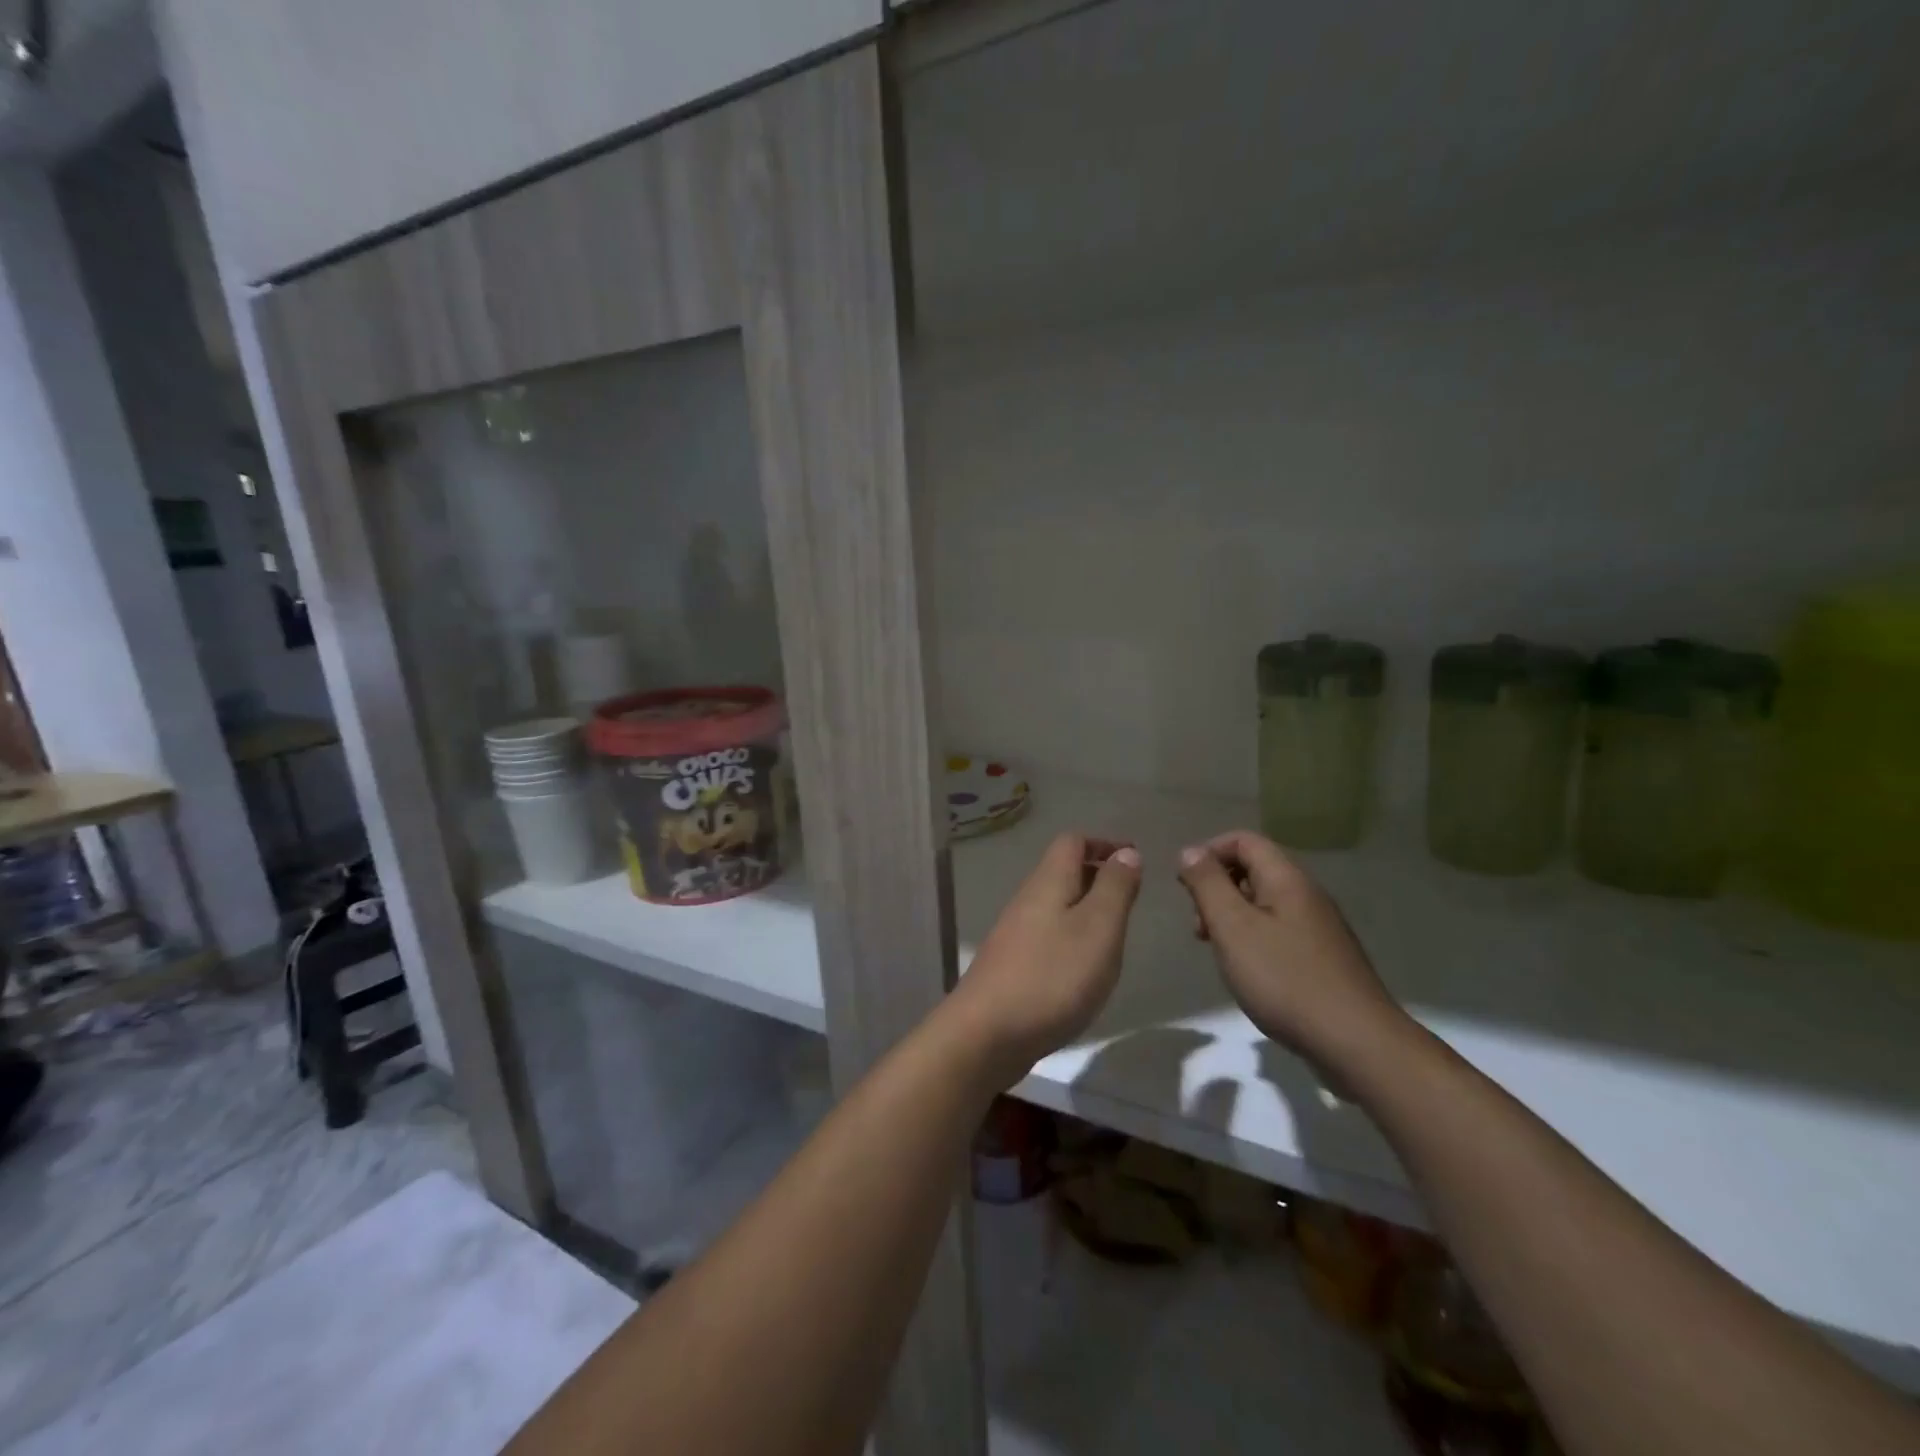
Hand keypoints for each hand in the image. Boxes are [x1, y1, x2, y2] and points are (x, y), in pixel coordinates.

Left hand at [945, 832, 1140, 1082]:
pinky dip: (1072, 939)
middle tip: (1131, 899)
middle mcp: (1027, 900)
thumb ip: (1114, 888)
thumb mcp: (1098, 928)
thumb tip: (1126, 852)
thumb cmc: (1052, 976)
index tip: (1134, 860)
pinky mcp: (1012, 966)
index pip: (1072, 842)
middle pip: (1062, 872)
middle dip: (1098, 876)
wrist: (986, 1034)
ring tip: (1115, 935)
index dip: (1103, 843)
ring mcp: (1015, 934)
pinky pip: (1048, 936)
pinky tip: (1085, 969)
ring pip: (1055, 906)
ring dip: (1086, 910)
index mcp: (1048, 883)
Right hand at [1177, 831, 1406, 1069]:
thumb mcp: (1233, 927)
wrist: (1356, 1043)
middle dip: (1217, 888)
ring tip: (1217, 951)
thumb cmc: (1285, 979)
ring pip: (1264, 903)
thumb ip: (1208, 884)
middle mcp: (1307, 894)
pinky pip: (1279, 930)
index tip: (1185, 886)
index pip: (1244, 840)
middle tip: (1199, 926)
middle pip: (1254, 869)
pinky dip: (1253, 938)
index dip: (1209, 853)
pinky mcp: (1323, 957)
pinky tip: (1248, 971)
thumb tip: (1190, 851)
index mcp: (1287, 879)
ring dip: (1232, 916)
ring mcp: (1319, 927)